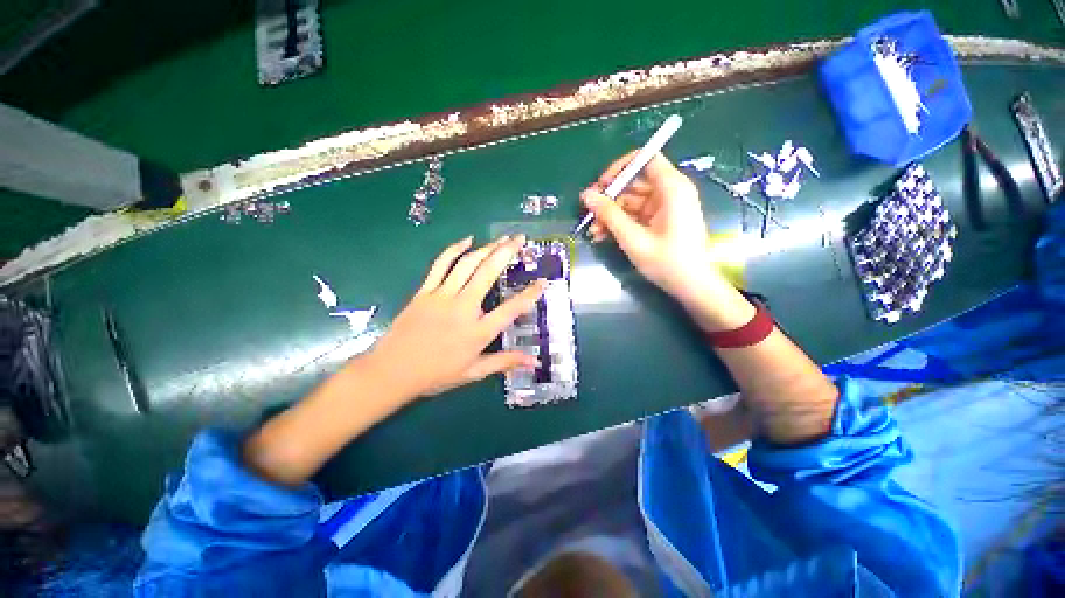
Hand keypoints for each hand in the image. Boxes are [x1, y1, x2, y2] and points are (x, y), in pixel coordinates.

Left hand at [363, 235, 545, 400]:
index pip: (511, 309)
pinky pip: (441, 264)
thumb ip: (505, 362)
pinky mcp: (425, 291)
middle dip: (507, 253)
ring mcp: (443, 296)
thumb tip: (534, 362)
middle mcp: (464, 309)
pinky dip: (455, 249)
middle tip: (520, 239)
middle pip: (488, 274)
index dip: (530, 295)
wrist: (392, 372)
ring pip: (468, 264)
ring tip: (501, 238)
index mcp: (478, 332)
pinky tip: (468, 239)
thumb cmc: (436, 375)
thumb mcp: (474, 372)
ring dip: (487, 248)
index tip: (543, 282)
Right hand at [581, 152, 752, 330]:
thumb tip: (586, 195)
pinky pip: (636, 214)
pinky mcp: (661, 220)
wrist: (692, 287)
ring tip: (594, 232)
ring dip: (611, 215)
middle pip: (634, 182)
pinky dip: (620, 223)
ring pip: (631, 201)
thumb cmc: (667, 262)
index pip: (644, 159)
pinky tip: (603, 236)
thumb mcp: (633, 238)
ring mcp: (665, 207)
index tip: (600, 186)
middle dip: (609, 199)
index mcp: (671, 188)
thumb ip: (609, 214)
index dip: (619, 168)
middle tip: (589, 215)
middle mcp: (670, 191)